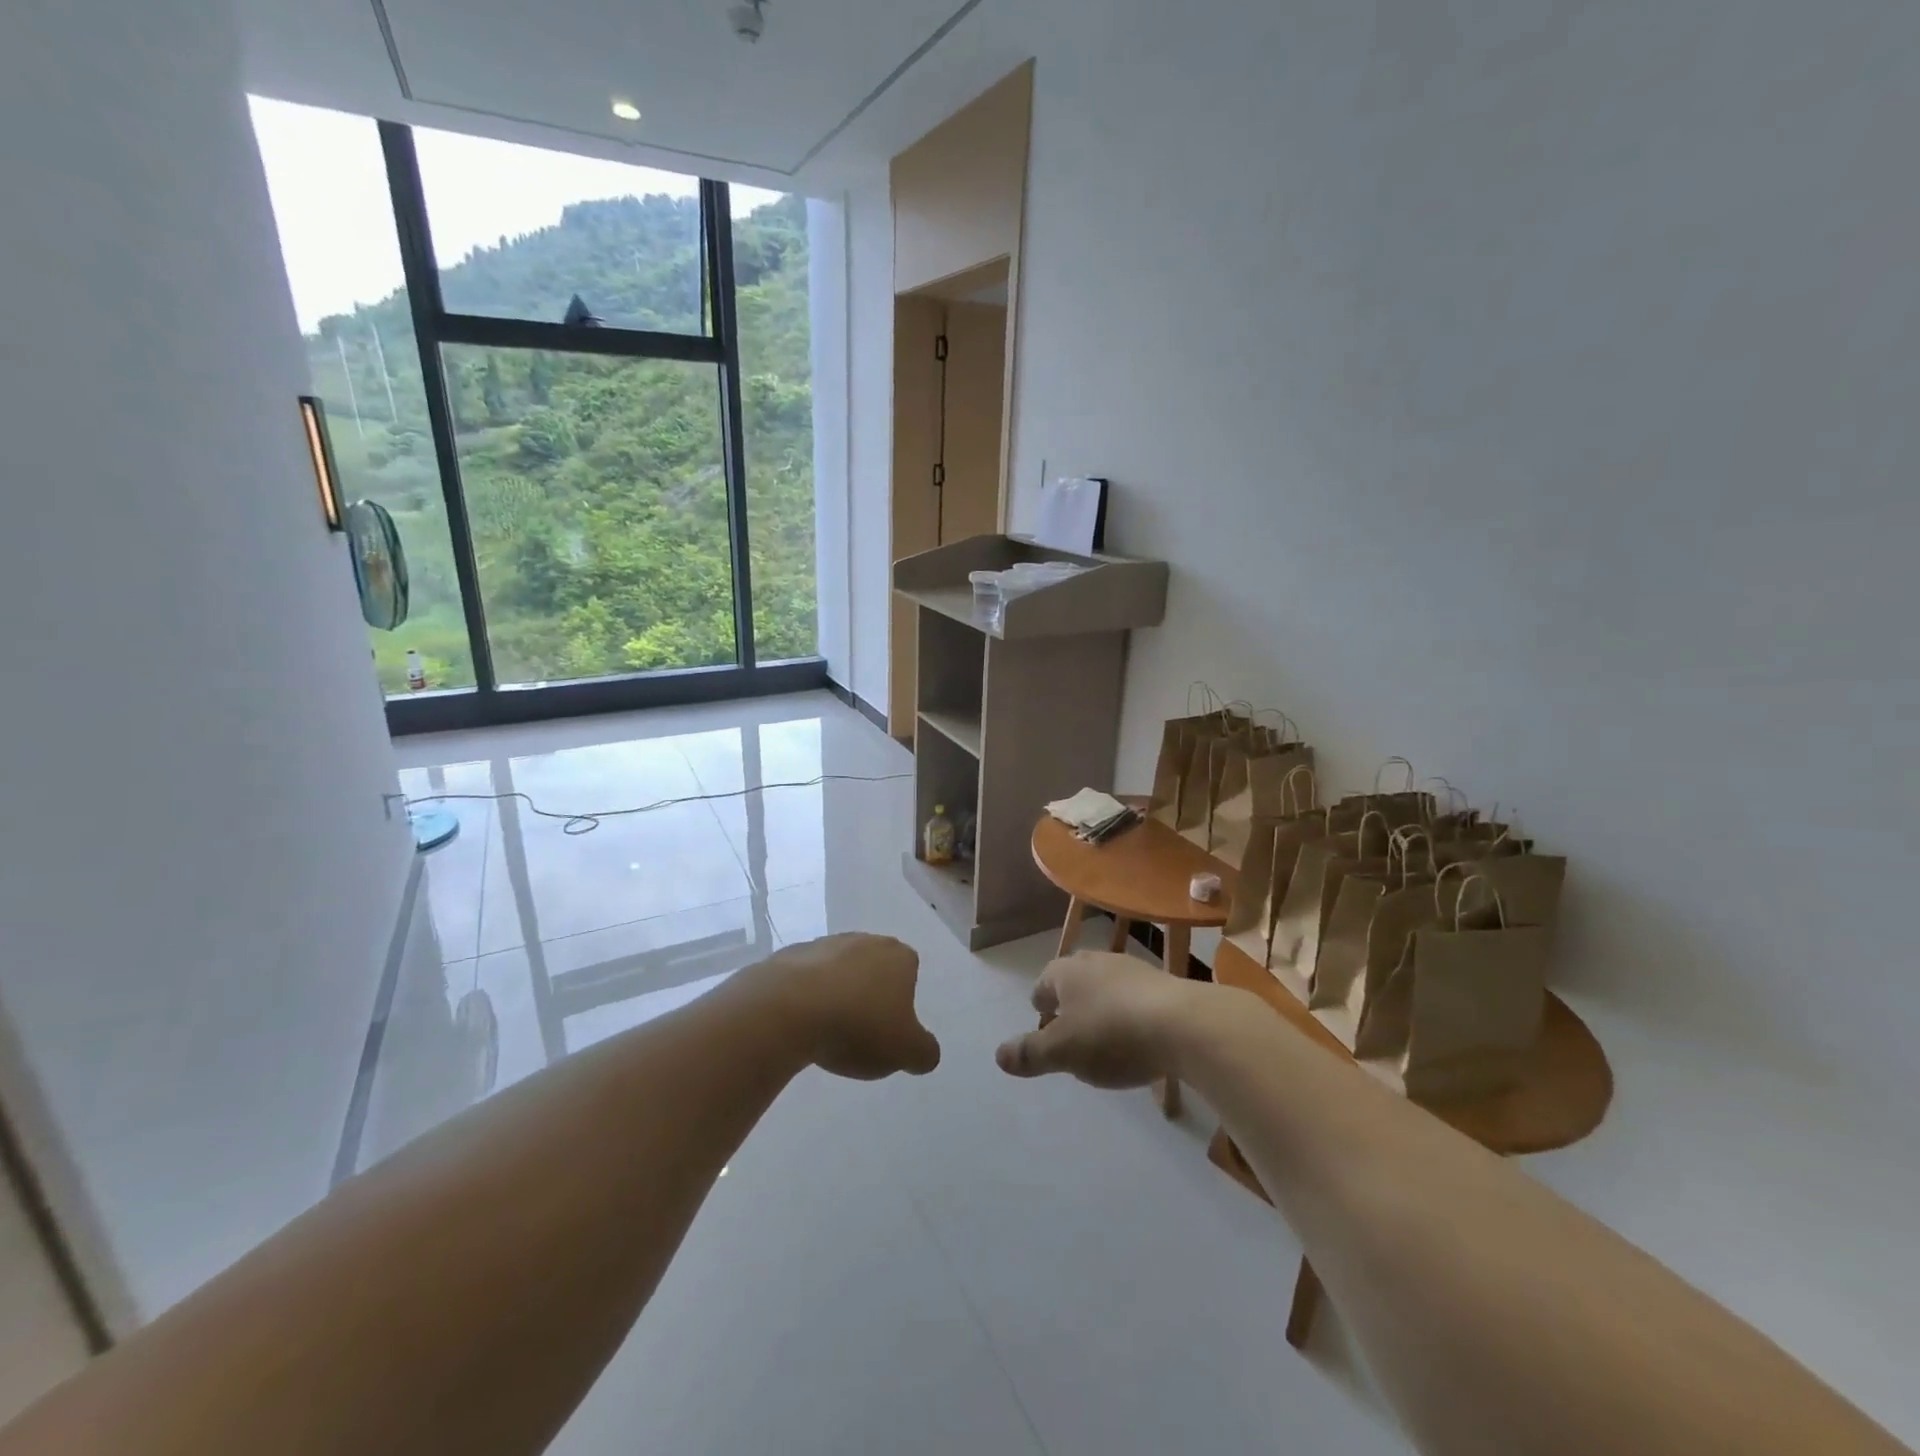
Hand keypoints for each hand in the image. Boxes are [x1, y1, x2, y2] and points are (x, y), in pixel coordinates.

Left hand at [751, 933, 940, 1080]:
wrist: (787, 1009)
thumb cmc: (858, 1026)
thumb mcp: (906, 1051)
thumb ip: (925, 1052)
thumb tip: (926, 1053)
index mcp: (898, 956)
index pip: (909, 971)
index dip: (901, 1000)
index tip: (889, 1027)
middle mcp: (864, 940)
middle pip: (872, 968)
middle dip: (868, 994)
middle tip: (860, 1031)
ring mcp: (824, 944)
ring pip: (838, 971)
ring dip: (835, 994)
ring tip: (826, 1032)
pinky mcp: (789, 956)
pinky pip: (804, 978)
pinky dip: (805, 996)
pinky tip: (799, 1023)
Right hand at [995, 951, 1199, 1087]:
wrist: (1184, 1024)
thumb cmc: (1112, 1034)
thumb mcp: (1063, 1052)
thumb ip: (1030, 1054)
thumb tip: (998, 1055)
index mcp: (1067, 972)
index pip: (1044, 982)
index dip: (1040, 1003)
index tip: (1042, 1021)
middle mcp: (1097, 961)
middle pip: (1075, 980)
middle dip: (1070, 1003)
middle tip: (1069, 1031)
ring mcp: (1133, 969)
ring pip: (1107, 987)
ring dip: (1102, 1008)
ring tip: (1104, 1039)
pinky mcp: (1164, 984)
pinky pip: (1136, 999)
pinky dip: (1130, 1015)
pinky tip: (1139, 1039)